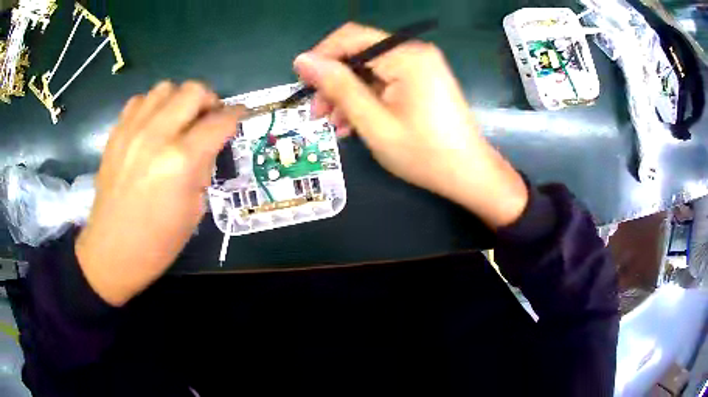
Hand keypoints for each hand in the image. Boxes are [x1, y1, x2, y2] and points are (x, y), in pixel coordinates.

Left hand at [76, 81, 242, 305]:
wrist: (111, 251)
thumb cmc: (158, 242)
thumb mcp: (195, 210)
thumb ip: (203, 168)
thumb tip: (207, 145)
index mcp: (182, 162)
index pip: (220, 121)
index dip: (237, 114)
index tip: (241, 114)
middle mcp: (157, 136)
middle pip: (193, 90)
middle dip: (209, 100)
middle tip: (208, 118)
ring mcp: (132, 131)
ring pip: (166, 88)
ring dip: (179, 99)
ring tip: (178, 120)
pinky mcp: (116, 133)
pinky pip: (140, 100)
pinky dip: (152, 106)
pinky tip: (152, 126)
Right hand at [294, 23, 527, 229]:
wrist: (468, 174)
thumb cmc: (424, 154)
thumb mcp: (374, 122)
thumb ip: (338, 87)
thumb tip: (302, 60)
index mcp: (406, 56)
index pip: (350, 37)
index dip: (321, 57)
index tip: (303, 86)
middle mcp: (414, 53)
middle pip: (359, 53)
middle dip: (333, 81)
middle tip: (317, 113)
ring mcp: (420, 67)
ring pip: (369, 70)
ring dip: (347, 94)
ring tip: (334, 124)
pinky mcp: (421, 81)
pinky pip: (384, 81)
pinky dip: (366, 99)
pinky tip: (354, 123)